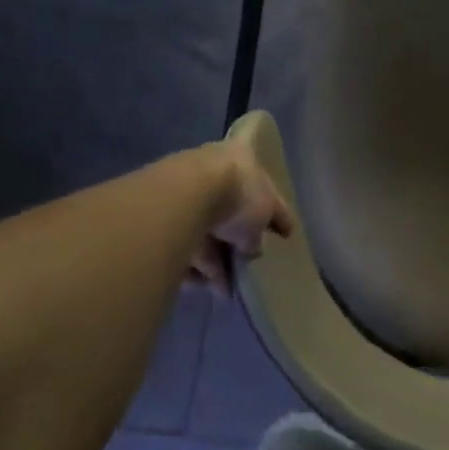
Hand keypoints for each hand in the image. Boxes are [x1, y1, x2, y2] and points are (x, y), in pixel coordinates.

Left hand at [189, 139, 295, 297]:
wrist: (185, 195)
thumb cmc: (238, 193)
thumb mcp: (263, 216)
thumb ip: (257, 236)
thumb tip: (251, 250)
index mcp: (244, 159)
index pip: (266, 186)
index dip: (277, 213)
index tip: (285, 233)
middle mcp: (215, 171)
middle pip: (232, 211)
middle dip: (238, 243)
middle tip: (246, 266)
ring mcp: (187, 192)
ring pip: (206, 231)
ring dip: (216, 262)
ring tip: (224, 290)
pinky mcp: (162, 218)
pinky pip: (184, 244)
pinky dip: (194, 265)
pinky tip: (203, 286)